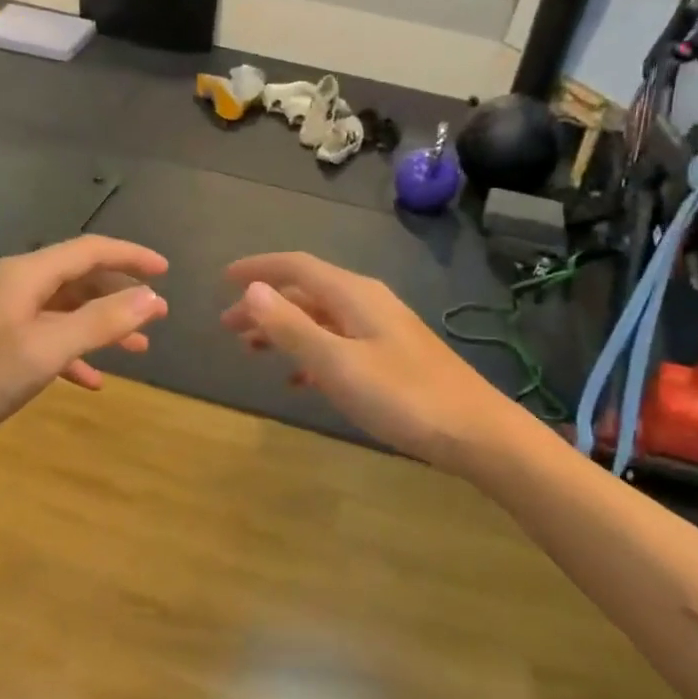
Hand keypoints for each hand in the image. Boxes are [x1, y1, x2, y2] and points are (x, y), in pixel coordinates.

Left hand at [0, 236, 168, 466]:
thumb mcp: (45, 349)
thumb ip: (100, 322)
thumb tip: (151, 298)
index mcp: (26, 275)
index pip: (90, 250)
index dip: (132, 257)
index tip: (168, 272)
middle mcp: (15, 285)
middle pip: (79, 278)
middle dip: (121, 295)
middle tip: (159, 316)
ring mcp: (2, 315)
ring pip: (66, 310)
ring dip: (102, 326)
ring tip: (138, 349)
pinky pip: (46, 337)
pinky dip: (74, 352)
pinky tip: (91, 380)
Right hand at [222, 253, 518, 473]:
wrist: (475, 431)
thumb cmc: (402, 396)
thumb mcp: (337, 364)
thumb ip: (292, 327)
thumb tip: (252, 289)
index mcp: (354, 295)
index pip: (297, 267)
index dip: (258, 269)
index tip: (222, 279)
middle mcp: (367, 303)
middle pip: (306, 292)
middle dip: (266, 305)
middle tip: (228, 327)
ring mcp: (382, 330)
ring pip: (321, 319)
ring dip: (285, 330)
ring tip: (252, 351)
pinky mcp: (392, 356)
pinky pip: (338, 343)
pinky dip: (311, 353)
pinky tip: (299, 380)